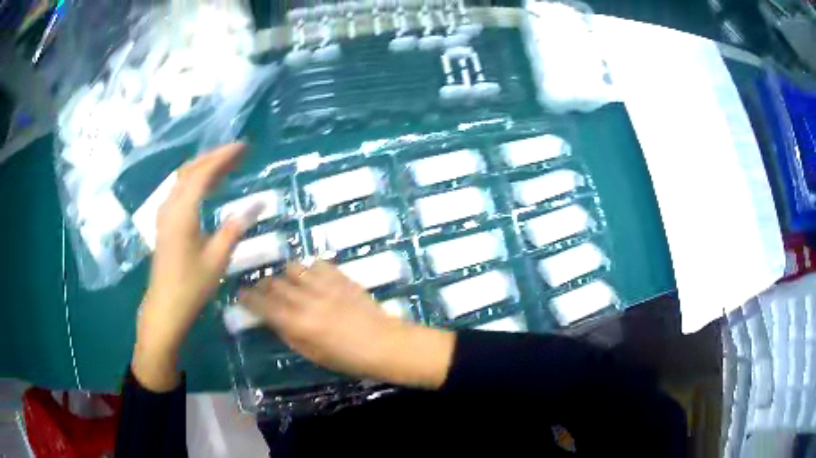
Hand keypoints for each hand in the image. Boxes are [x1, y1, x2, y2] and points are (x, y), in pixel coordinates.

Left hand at [133, 143, 248, 391]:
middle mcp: (171, 205)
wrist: (165, 308)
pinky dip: (194, 180)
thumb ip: (234, 228)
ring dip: (203, 167)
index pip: (204, 173)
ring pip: (183, 179)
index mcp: (183, 211)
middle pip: (191, 170)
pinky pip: (179, 190)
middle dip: (214, 157)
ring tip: (224, 164)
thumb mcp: (217, 258)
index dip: (224, 157)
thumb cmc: (191, 286)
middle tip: (237, 152)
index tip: (244, 147)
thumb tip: (256, 204)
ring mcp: (164, 214)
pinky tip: (204, 187)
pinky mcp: (164, 223)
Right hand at [239, 261, 455, 388]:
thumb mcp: (313, 354)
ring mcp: (324, 285)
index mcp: (297, 323)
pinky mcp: (341, 277)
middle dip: (263, 285)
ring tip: (288, 283)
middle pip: (274, 283)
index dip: (248, 298)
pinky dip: (309, 269)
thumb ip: (289, 335)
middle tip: (262, 290)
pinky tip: (312, 278)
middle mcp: (306, 300)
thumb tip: (272, 319)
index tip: (241, 294)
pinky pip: (317, 263)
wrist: (385, 344)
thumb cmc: (348, 358)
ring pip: (293, 268)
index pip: (262, 304)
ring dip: (285, 275)